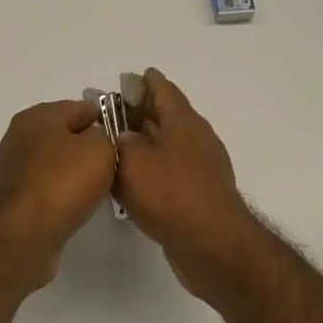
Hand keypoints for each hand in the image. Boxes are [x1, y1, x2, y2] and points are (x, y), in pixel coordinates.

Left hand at [0, 100, 117, 286]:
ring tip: (100, 188)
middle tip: (115, 165)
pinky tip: (77, 206)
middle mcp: (20, 137)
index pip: (81, 108)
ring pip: (55, 163)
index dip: (106, 119)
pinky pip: (46, 187)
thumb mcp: (100, 149)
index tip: (124, 139)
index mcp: (38, 115)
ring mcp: (13, 169)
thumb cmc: (62, 182)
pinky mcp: (13, 199)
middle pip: (65, 135)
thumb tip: (96, 141)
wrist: (21, 235)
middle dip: (89, 148)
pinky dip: (61, 194)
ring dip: (75, 173)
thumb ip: (105, 137)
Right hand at [114, 69, 258, 298]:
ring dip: (145, 143)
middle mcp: (196, 138)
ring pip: (167, 145)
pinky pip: (171, 171)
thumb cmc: (170, 194)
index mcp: (183, 121)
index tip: (129, 78)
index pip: (163, 89)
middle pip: (165, 116)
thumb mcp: (133, 161)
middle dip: (140, 112)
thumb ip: (122, 142)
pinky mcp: (199, 194)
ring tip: (116, 146)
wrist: (212, 245)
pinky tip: (134, 180)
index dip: (145, 82)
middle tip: (111, 112)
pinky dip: (152, 168)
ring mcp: (201, 167)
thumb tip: (126, 137)